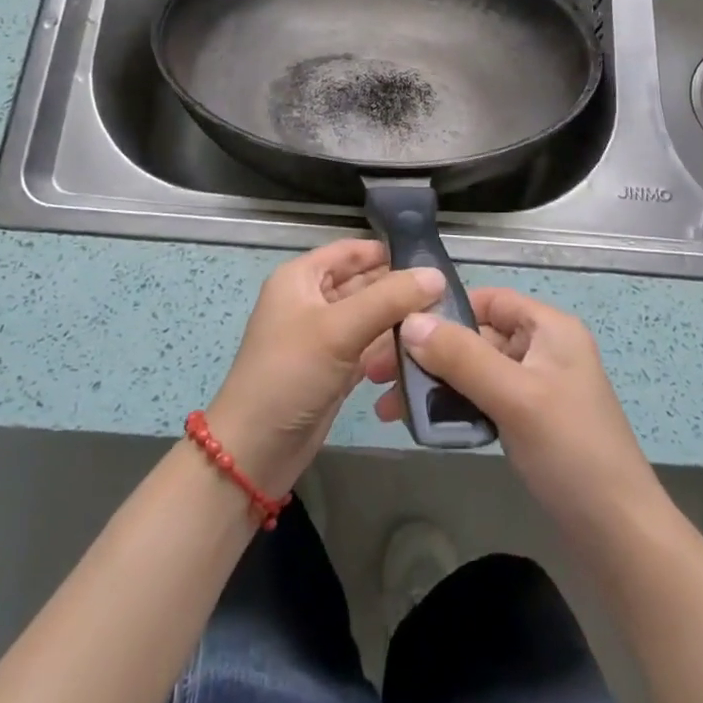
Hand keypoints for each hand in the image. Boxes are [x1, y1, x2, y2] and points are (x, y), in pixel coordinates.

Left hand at [207, 240, 445, 498]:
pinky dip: (391, 349)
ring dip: (400, 321)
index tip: (432, 260)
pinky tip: (422, 352)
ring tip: (442, 323)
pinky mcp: (335, 369)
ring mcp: (324, 337)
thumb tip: (437, 275)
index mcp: (301, 278)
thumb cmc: (290, 374)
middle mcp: (312, 301)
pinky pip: (370, 348)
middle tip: (447, 295)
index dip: (388, 251)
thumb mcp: (339, 329)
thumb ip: (389, 299)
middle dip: (400, 288)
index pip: (351, 251)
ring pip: (370, 317)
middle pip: (364, 283)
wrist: (255, 451)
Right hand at [366, 288, 664, 535]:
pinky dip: (452, 409)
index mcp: (550, 329)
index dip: (446, 308)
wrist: (619, 538)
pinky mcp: (528, 424)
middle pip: (476, 337)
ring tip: (388, 407)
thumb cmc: (571, 452)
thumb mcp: (515, 397)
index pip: (490, 299)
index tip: (399, 327)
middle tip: (379, 374)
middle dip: (429, 353)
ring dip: (434, 384)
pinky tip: (420, 424)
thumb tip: (408, 321)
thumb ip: (462, 356)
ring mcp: (536, 389)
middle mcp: (542, 351)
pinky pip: (482, 402)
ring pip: (474, 372)